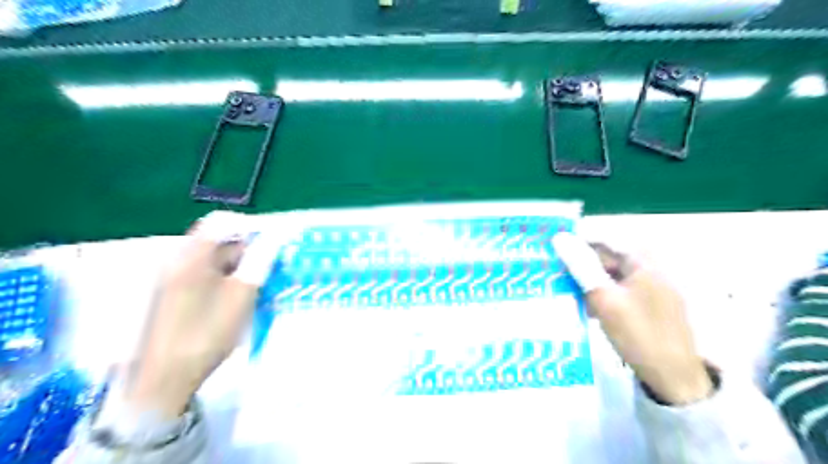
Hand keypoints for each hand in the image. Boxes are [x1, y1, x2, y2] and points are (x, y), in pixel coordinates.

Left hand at [120, 213, 287, 418]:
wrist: (164, 380)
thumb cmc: (206, 333)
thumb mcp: (241, 295)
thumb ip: (259, 261)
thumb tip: (275, 236)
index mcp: (190, 256)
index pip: (221, 222)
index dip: (250, 225)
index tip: (275, 237)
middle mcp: (178, 261)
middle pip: (218, 240)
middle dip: (249, 247)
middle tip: (275, 261)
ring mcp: (175, 280)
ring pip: (215, 260)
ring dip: (242, 264)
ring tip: (265, 279)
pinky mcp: (176, 297)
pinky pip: (207, 276)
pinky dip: (229, 279)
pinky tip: (245, 295)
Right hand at [548, 234, 710, 404]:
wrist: (674, 379)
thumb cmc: (638, 334)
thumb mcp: (604, 298)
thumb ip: (582, 267)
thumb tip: (559, 238)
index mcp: (643, 262)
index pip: (604, 240)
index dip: (577, 242)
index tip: (553, 249)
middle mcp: (650, 269)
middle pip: (609, 258)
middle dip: (583, 265)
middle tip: (558, 276)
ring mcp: (653, 288)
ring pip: (612, 276)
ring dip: (590, 282)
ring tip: (570, 294)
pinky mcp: (651, 306)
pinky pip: (620, 291)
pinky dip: (603, 295)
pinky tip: (590, 309)